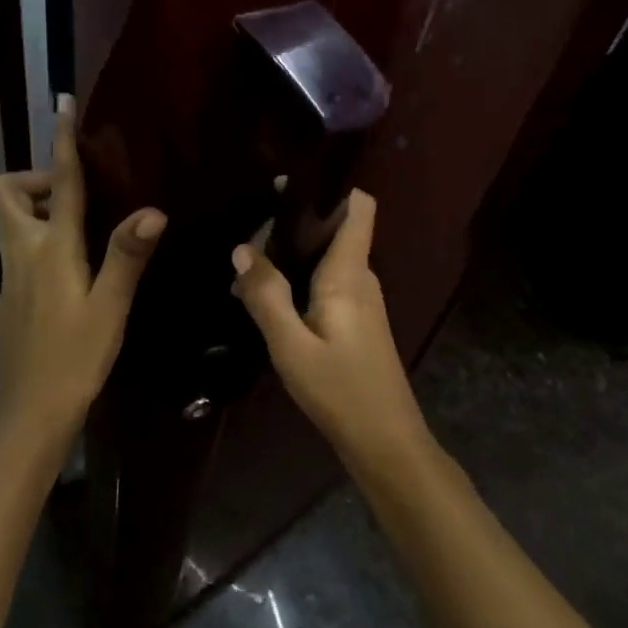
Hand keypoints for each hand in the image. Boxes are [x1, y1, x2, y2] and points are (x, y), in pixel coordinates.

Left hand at [0, 95, 164, 444]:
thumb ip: (127, 255)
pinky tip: (71, 268)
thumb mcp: (109, 307)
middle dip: (36, 180)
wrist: (30, 410)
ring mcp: (10, 275)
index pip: (57, 183)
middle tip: (75, 196)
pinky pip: (18, 247)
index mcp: (50, 248)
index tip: (61, 105)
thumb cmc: (75, 357)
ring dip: (37, 209)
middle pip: (8, 193)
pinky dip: (38, 238)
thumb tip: (152, 210)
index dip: (61, 142)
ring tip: (82, 229)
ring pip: (11, 221)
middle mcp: (22, 252)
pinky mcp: (10, 295)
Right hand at [230, 190, 430, 469]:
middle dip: (295, 221)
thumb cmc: (340, 390)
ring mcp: (362, 300)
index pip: (359, 208)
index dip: (331, 187)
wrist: (385, 443)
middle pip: (336, 228)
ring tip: (248, 258)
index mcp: (350, 273)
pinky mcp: (356, 320)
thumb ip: (266, 295)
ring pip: (328, 256)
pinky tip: (268, 295)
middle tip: (248, 226)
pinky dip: (300, 277)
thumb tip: (242, 248)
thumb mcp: (291, 345)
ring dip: (293, 252)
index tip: (288, 184)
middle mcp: (361, 277)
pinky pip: (327, 281)